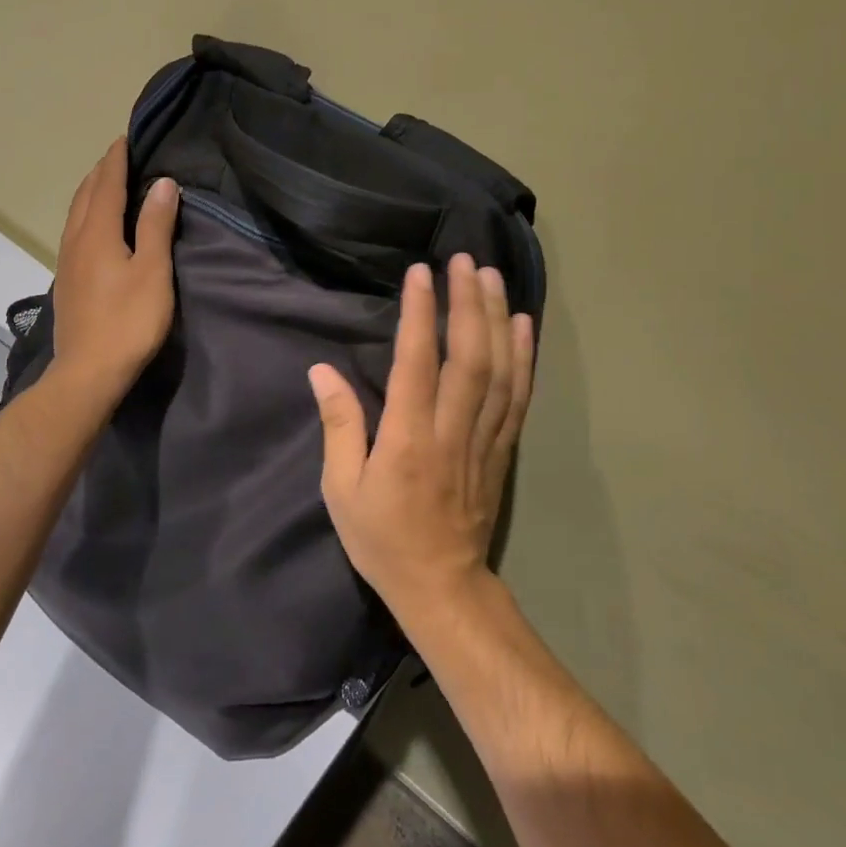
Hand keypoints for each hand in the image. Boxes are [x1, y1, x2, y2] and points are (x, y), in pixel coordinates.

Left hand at [51, 138, 179, 405]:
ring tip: (106, 184)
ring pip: (76, 215)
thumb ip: (156, 225)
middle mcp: (76, 240)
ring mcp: (67, 262)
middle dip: (101, 172)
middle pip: (86, 195)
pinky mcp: (67, 282)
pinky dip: (86, 216)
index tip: (126, 138)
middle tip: (119, 157)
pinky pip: (75, 233)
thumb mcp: (152, 271)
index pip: (107, 185)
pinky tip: (95, 228)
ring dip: (91, 193)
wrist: (89, 372)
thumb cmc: (128, 321)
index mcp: (97, 233)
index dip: (117, 160)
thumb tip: (162, 183)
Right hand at [308, 254, 535, 625]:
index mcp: (407, 440)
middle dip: (467, 303)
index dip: (420, 314)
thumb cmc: (382, 539)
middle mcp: (451, 431)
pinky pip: (518, 397)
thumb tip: (322, 371)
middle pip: (468, 357)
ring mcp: (484, 440)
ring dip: (496, 319)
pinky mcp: (502, 450)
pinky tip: (522, 325)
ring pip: (498, 370)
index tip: (420, 273)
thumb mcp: (341, 490)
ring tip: (492, 277)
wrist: (441, 587)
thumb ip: (339, 426)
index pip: (417, 363)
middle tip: (465, 260)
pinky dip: (523, 358)